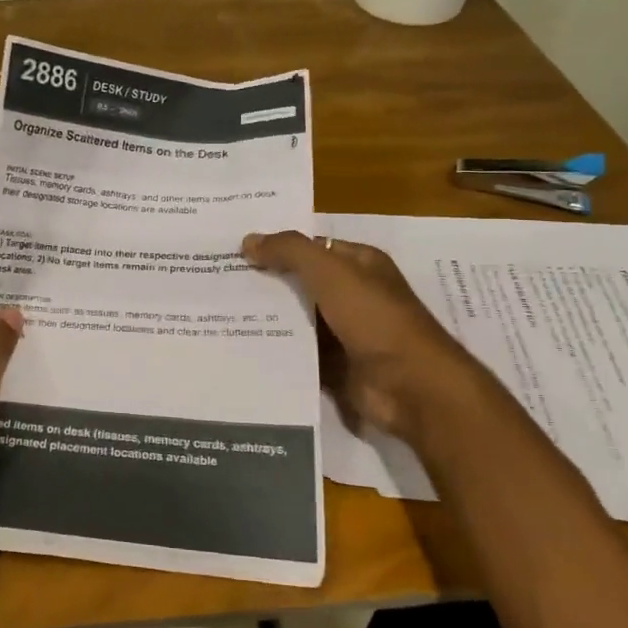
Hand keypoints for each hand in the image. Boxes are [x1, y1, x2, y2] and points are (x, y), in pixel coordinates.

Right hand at [241, 230, 491, 443]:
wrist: (410, 387)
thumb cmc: (375, 318)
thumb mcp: (331, 272)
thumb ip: (290, 251)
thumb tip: (248, 240)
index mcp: (359, 264)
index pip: (311, 248)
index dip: (276, 247)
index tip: (234, 251)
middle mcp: (353, 295)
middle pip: (300, 283)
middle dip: (265, 283)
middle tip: (217, 281)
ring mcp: (344, 333)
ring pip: (296, 320)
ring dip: (267, 318)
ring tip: (219, 313)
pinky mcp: (335, 366)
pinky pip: (298, 353)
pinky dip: (276, 351)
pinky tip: (240, 346)